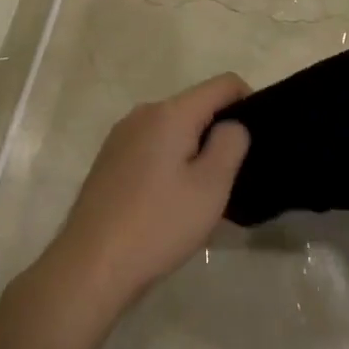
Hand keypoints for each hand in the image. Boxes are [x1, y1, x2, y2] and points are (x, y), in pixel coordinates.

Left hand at [41, 74, 251, 318]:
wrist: (90, 265)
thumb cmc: (158, 224)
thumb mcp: (211, 187)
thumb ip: (231, 144)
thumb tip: (232, 125)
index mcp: (170, 113)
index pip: (222, 84)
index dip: (249, 100)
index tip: (259, 137)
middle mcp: (143, 113)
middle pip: (195, 106)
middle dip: (219, 131)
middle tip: (233, 177)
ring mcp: (121, 136)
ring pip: (172, 129)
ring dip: (194, 150)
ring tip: (203, 195)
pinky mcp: (108, 160)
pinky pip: (151, 147)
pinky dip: (169, 162)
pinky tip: (170, 203)